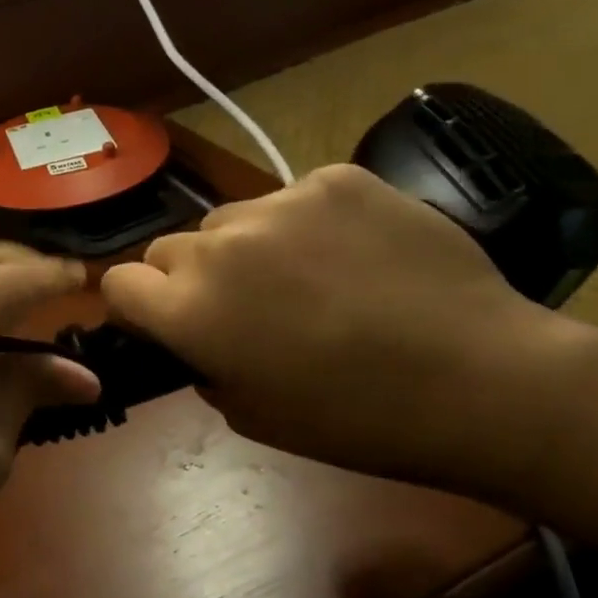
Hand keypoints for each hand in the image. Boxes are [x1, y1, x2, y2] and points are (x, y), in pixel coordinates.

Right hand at [100, 165, 563, 490]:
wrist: (480, 379)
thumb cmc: (355, 419)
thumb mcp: (250, 414)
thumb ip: (201, 362)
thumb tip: (197, 335)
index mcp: (189, 309)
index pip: (117, 283)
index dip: (139, 306)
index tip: (168, 323)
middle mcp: (219, 245)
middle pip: (169, 248)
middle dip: (190, 278)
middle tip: (246, 308)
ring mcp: (279, 202)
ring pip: (230, 220)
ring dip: (247, 248)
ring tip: (308, 278)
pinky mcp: (334, 178)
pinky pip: (292, 197)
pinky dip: (306, 225)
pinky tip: (353, 254)